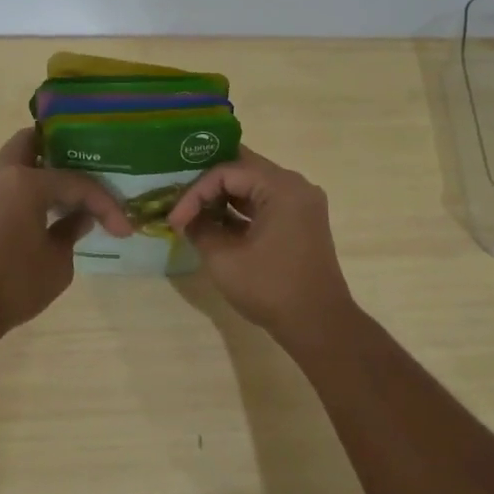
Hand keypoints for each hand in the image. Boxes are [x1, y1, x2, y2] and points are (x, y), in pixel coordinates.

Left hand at [0, 128, 132, 336]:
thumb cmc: (13, 284)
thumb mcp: (58, 261)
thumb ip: (72, 231)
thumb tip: (80, 218)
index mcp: (25, 181)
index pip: (77, 182)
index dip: (105, 204)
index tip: (124, 229)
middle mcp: (3, 174)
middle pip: (34, 142)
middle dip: (63, 152)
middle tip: (90, 171)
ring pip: (19, 162)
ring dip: (45, 171)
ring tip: (75, 192)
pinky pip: (11, 183)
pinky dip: (32, 188)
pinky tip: (53, 209)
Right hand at [166, 147, 354, 338]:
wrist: (318, 324)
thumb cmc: (271, 288)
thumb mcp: (224, 259)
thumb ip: (200, 229)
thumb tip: (187, 219)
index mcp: (281, 187)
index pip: (227, 171)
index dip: (195, 192)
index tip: (176, 219)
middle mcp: (296, 185)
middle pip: (243, 169)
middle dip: (208, 185)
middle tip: (180, 199)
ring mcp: (302, 203)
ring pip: (254, 185)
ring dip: (224, 196)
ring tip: (194, 212)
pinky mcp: (301, 221)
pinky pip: (266, 203)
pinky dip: (241, 210)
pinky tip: (217, 224)